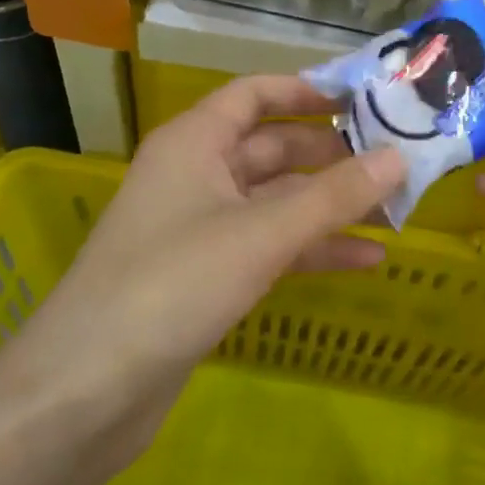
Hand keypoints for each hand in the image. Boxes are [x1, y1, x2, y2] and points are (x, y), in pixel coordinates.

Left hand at [0, 76, 405, 481]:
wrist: (85, 393)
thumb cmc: (172, 284)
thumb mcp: (262, 233)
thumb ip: (334, 196)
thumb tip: (399, 157)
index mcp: (196, 141)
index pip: (254, 94)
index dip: (306, 91)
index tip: (363, 100)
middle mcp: (197, 173)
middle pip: (273, 148)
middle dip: (331, 155)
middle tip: (394, 159)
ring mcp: (201, 227)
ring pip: (276, 201)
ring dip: (329, 205)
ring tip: (394, 208)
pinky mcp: (207, 276)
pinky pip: (270, 246)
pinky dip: (312, 249)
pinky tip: (366, 259)